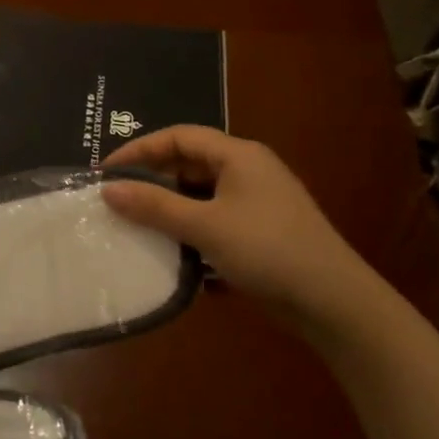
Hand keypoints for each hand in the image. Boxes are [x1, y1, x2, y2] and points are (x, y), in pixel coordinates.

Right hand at [101, 126, 381, 334]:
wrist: (332, 301)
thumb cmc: (267, 250)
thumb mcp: (205, 226)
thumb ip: (154, 206)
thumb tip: (108, 189)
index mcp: (238, 155)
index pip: (178, 137)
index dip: (139, 150)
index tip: (106, 173)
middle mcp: (248, 171)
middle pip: (189, 164)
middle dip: (152, 181)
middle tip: (117, 201)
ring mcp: (256, 202)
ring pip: (200, 195)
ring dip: (170, 210)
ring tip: (137, 227)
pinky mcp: (259, 232)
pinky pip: (214, 220)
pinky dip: (190, 231)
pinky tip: (172, 254)